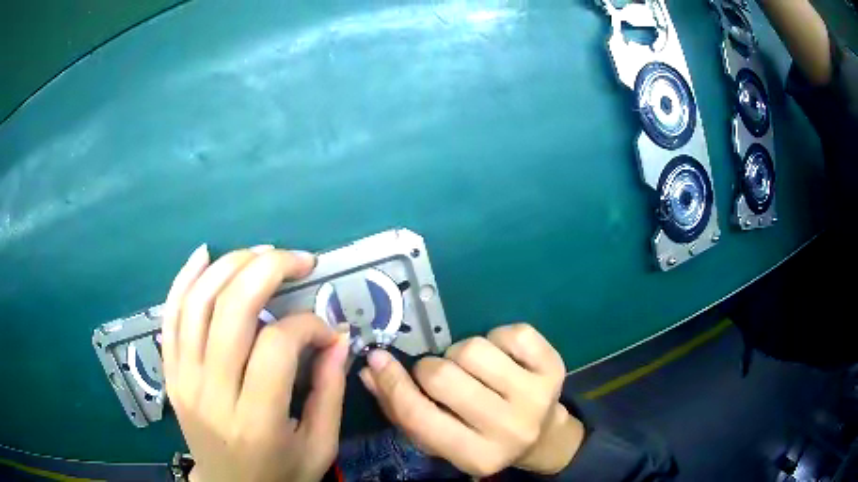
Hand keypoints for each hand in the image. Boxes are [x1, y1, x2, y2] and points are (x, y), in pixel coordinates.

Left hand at [162, 244, 348, 481]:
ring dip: (230, 266)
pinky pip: (170, 316)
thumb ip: (330, 391)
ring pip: (197, 303)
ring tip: (261, 253)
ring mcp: (183, 379)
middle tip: (298, 260)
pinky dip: (185, 279)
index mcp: (255, 420)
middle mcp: (212, 393)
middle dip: (268, 270)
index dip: (308, 325)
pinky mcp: (170, 372)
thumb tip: (338, 337)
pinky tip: (204, 255)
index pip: (276, 346)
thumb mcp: (319, 446)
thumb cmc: (279, 473)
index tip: (327, 331)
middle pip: (231, 310)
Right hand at [359, 323, 583, 476]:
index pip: (420, 417)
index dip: (392, 384)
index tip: (377, 359)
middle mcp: (509, 429)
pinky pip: (510, 332)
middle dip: (429, 369)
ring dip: (461, 353)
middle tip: (438, 376)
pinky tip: (501, 358)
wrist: (541, 436)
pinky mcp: (554, 366)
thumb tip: (371, 371)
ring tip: (471, 370)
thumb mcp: (440, 440)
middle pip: (443, 376)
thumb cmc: (481, 440)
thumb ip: (401, 410)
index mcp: (476, 456)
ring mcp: (536, 396)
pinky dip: (496, 337)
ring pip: (473, 349)